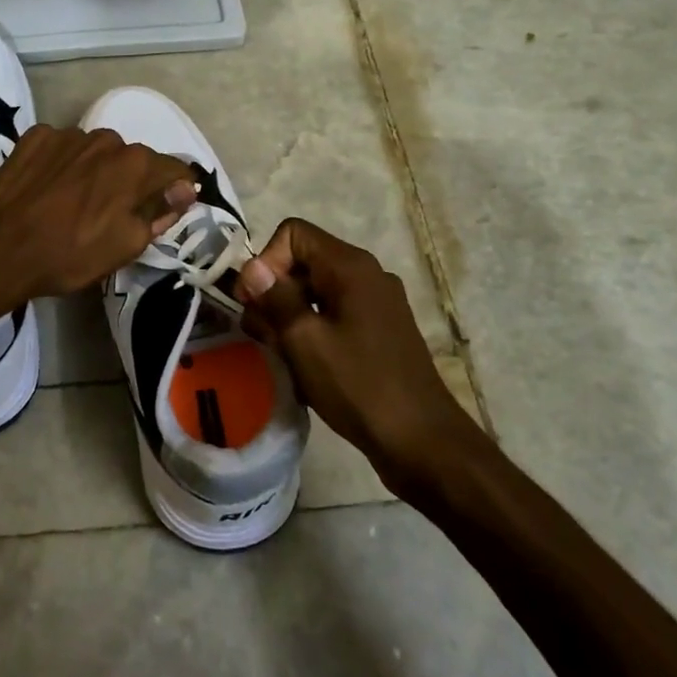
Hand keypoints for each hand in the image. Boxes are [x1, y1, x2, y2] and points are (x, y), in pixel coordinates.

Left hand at [0, 125, 195, 306]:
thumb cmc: (69, 255)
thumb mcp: (126, 246)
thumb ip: (161, 211)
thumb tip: (186, 189)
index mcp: (135, 164)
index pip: (173, 170)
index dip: (174, 190)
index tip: (166, 209)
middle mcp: (106, 139)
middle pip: (131, 159)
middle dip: (129, 181)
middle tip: (110, 213)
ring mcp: (67, 134)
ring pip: (95, 151)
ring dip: (94, 170)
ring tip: (73, 201)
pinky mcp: (34, 137)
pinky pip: (61, 147)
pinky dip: (62, 163)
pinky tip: (47, 188)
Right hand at [236, 218, 477, 476]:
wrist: (423, 442)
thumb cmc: (359, 386)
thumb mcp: (304, 340)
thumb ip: (275, 297)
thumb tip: (253, 267)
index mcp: (350, 266)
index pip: (293, 234)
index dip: (266, 261)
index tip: (254, 302)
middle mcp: (367, 274)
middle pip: (304, 261)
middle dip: (274, 292)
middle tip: (263, 335)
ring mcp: (377, 303)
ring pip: (316, 291)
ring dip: (290, 316)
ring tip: (281, 355)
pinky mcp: (380, 330)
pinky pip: (335, 314)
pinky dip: (312, 331)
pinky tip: (305, 366)